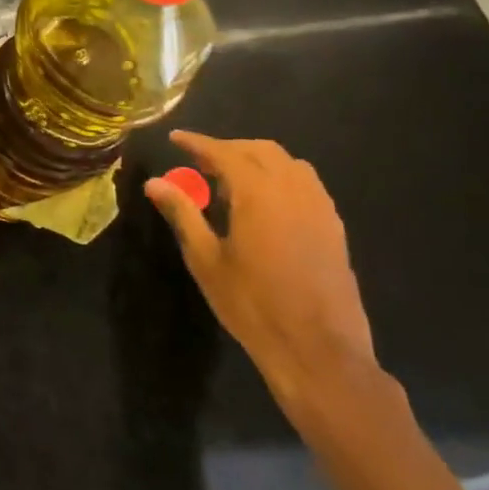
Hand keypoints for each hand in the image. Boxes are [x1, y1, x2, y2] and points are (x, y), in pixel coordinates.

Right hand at [146, 132, 375, 412]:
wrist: (318, 351)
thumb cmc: (253, 304)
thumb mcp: (206, 259)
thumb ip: (183, 214)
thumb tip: (154, 183)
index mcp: (259, 194)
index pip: (224, 153)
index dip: (197, 143)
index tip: (175, 138)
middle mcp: (293, 191)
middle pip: (260, 150)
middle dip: (228, 149)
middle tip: (200, 162)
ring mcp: (320, 208)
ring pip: (288, 164)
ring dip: (258, 160)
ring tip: (232, 181)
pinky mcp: (334, 228)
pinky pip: (306, 184)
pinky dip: (281, 178)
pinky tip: (265, 203)